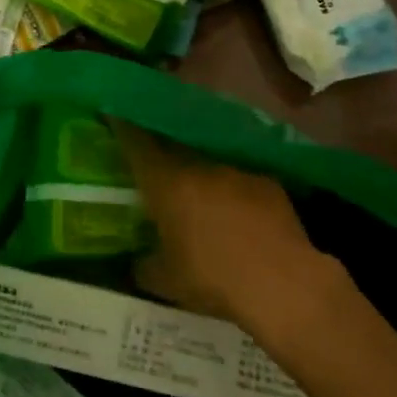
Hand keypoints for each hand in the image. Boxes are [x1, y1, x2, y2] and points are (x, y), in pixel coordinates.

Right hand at [116, 122, 343, 336]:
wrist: (282, 282)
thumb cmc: (213, 278)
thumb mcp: (167, 281)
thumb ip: (145, 265)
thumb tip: (137, 262)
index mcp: (165, 182)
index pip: (136, 142)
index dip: (123, 126)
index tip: (114, 114)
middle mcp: (198, 165)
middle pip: (172, 146)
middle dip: (162, 150)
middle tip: (155, 162)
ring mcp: (235, 170)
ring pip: (208, 162)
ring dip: (200, 173)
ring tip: (199, 194)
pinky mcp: (267, 182)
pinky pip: (239, 179)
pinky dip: (232, 191)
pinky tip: (237, 212)